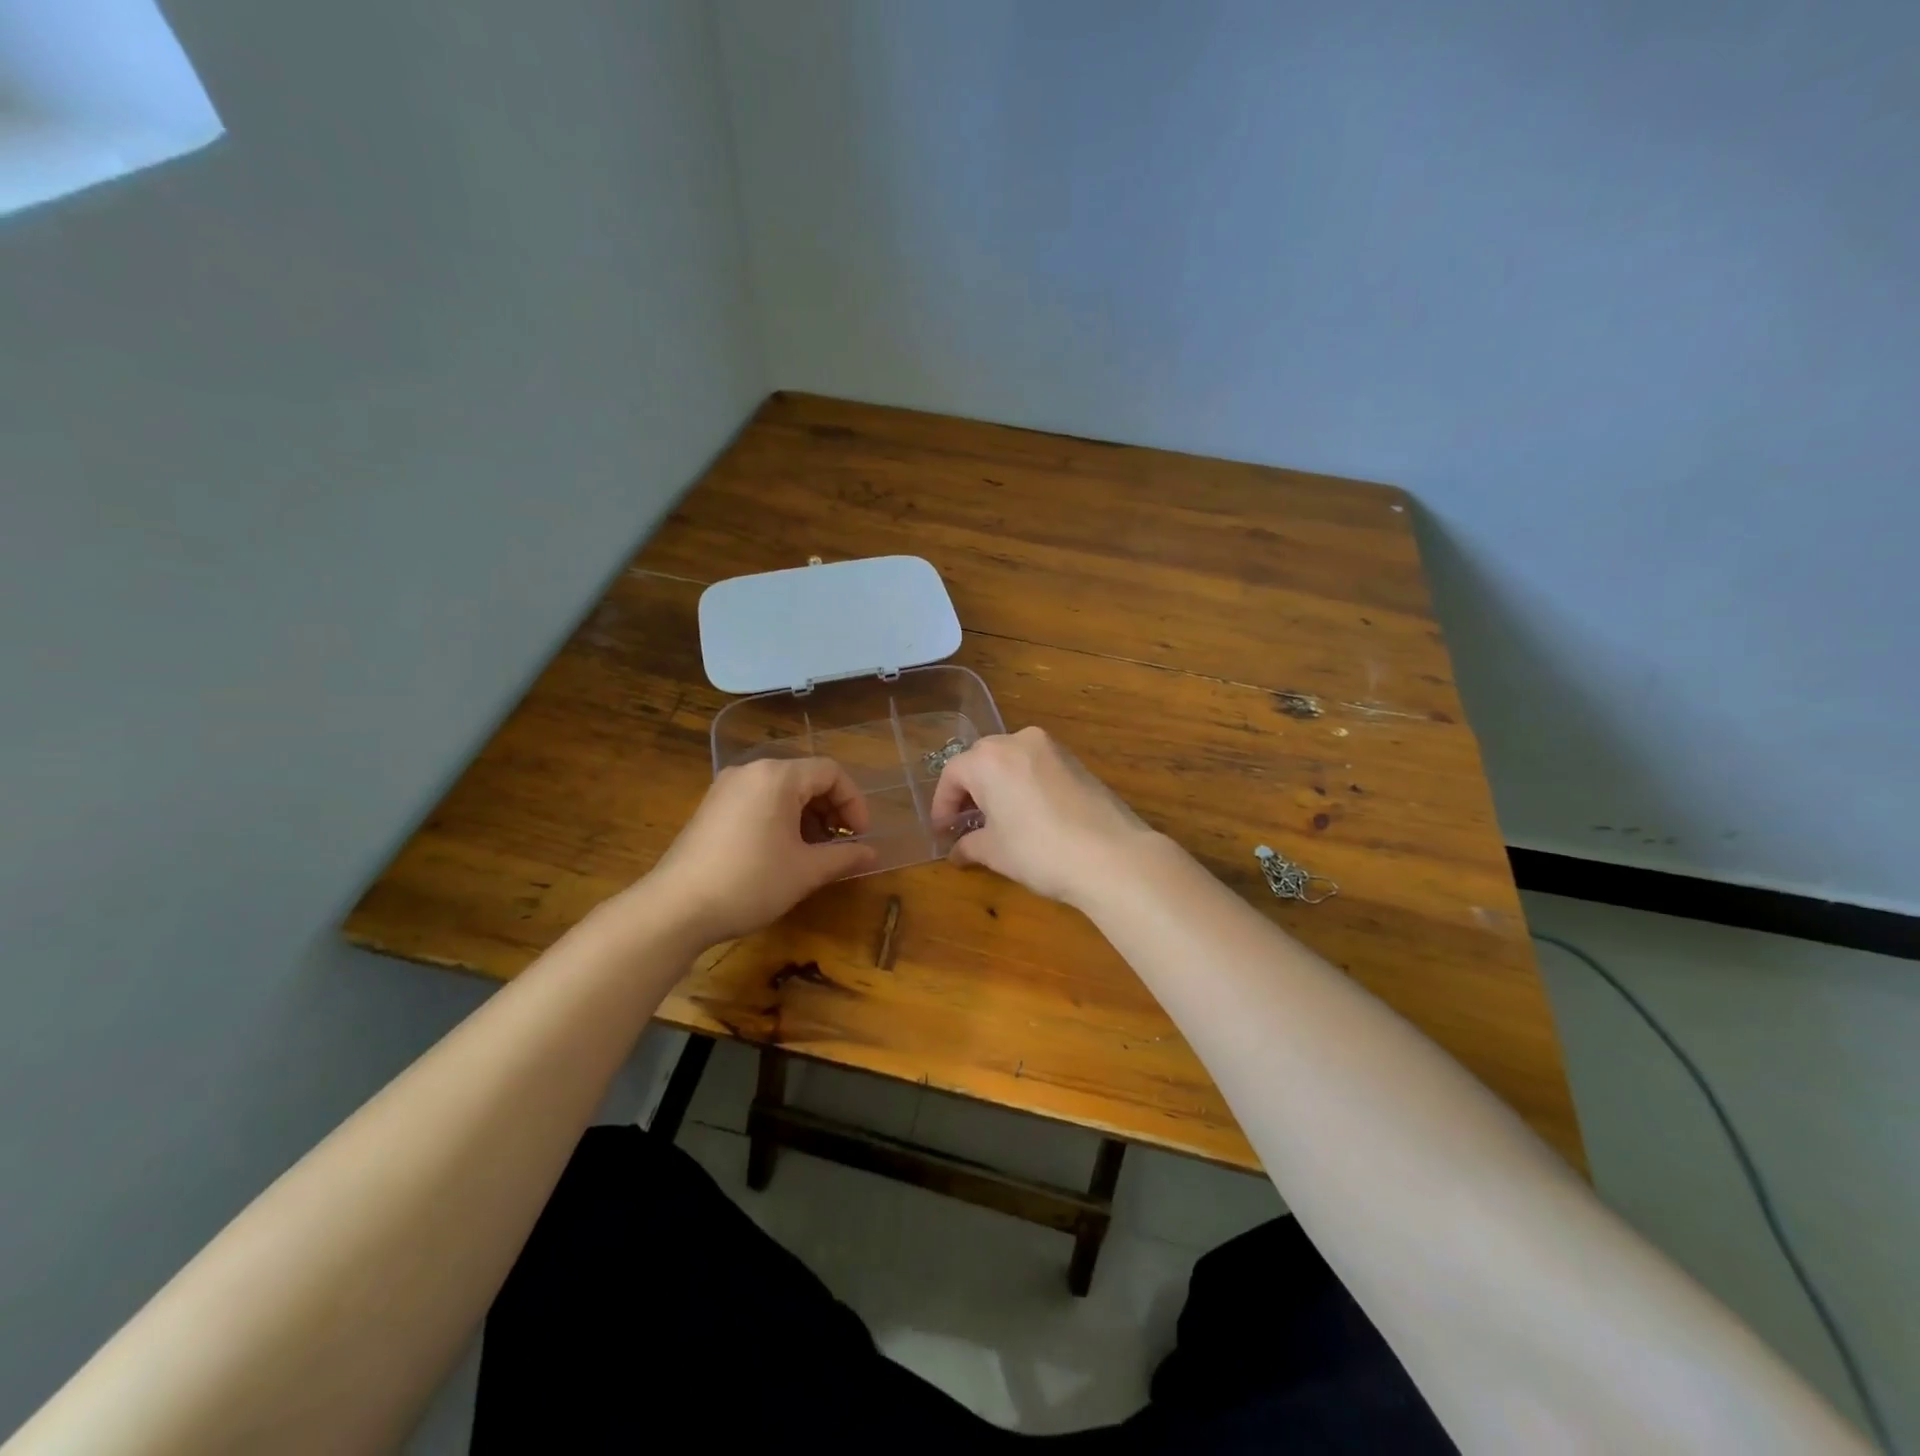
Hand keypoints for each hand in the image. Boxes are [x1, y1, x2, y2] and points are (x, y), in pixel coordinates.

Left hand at [646, 757, 876, 944]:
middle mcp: (751, 771)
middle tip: (839, 845)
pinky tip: (782, 853)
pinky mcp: (712, 807)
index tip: (860, 837)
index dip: (854, 803)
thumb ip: (843, 856)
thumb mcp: (805, 871)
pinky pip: (759, 800)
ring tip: (813, 853)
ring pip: (782, 790)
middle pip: (806, 777)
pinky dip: (780, 819)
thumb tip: (872, 854)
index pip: (831, 773)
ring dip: (807, 816)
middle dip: (831, 810)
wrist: (676, 908)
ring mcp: (727, 787)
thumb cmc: (750, 882)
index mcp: (777, 776)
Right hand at [928, 727, 1161, 905]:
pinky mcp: (1075, 760)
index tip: (942, 831)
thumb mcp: (995, 851)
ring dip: (997, 786)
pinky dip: (1022, 784)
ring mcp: (1051, 747)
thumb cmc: (1039, 850)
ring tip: (996, 819)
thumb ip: (969, 845)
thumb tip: (957, 851)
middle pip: (980, 761)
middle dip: (969, 792)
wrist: (1111, 855)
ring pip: (1010, 760)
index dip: (942, 805)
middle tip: (965, 824)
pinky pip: (1035, 766)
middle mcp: (1018, 741)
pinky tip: (1027, 813)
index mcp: (989, 759)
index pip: (952, 775)